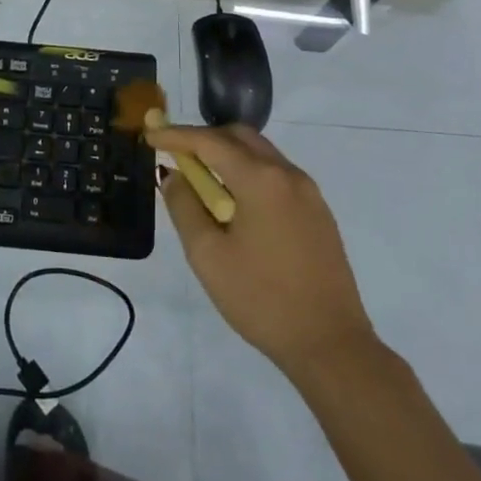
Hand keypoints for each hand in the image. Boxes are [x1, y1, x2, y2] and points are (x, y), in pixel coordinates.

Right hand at [148, 122, 376, 380]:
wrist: (331, 345)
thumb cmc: (261, 299)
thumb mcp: (208, 255)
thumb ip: (184, 207)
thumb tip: (174, 176)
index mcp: (261, 180)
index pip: (210, 141)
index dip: (176, 135)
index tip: (150, 135)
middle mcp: (288, 174)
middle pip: (240, 137)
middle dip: (204, 138)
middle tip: (176, 155)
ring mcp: (309, 192)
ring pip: (261, 153)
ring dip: (228, 155)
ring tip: (202, 180)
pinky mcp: (319, 212)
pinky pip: (277, 174)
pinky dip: (249, 173)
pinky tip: (235, 202)